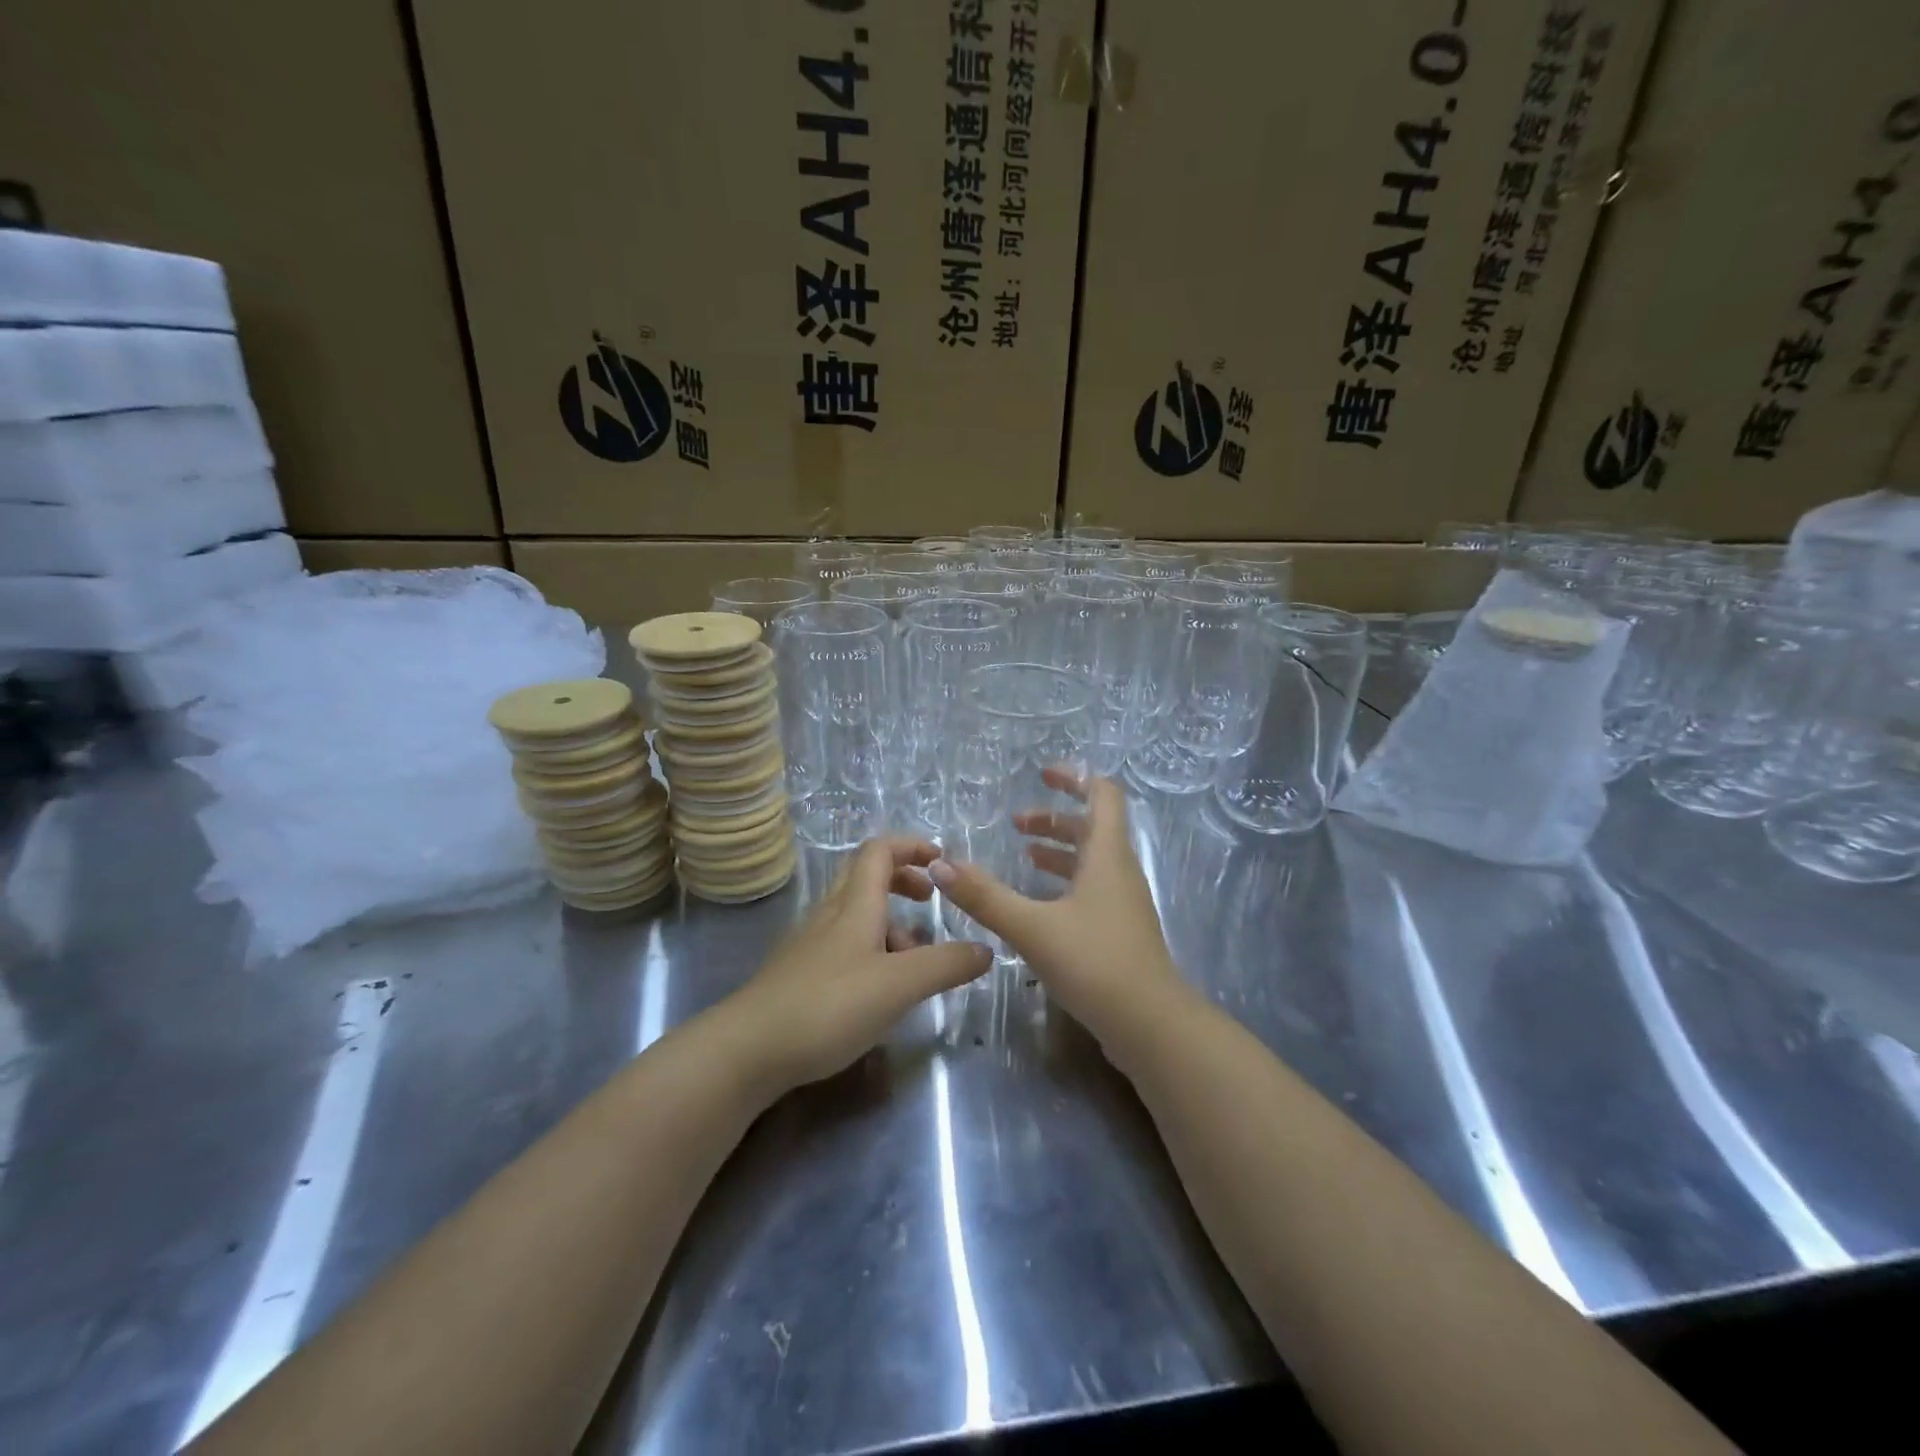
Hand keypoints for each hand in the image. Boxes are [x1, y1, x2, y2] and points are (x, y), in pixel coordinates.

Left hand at [725, 837, 989, 1095]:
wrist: (748, 1050)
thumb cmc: (828, 1006)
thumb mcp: (899, 985)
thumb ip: (946, 965)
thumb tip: (986, 949)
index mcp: (854, 905)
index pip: (880, 851)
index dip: (912, 846)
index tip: (942, 861)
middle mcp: (831, 914)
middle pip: (866, 876)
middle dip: (903, 881)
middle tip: (930, 903)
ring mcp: (811, 944)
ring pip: (856, 915)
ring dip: (890, 924)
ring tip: (915, 964)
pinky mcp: (800, 974)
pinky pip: (844, 946)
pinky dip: (871, 952)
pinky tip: (880, 993)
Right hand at [929, 771, 1194, 1064]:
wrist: (1150, 1026)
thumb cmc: (1095, 963)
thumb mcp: (1033, 927)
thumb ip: (985, 897)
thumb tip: (940, 865)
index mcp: (1106, 856)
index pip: (1102, 795)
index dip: (1074, 778)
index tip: (1041, 774)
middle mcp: (1119, 871)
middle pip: (1092, 828)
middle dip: (1055, 819)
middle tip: (1016, 824)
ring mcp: (1123, 903)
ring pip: (1091, 861)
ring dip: (1059, 851)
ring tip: (1023, 855)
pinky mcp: (1120, 931)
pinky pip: (1092, 890)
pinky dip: (1065, 882)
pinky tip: (1039, 904)